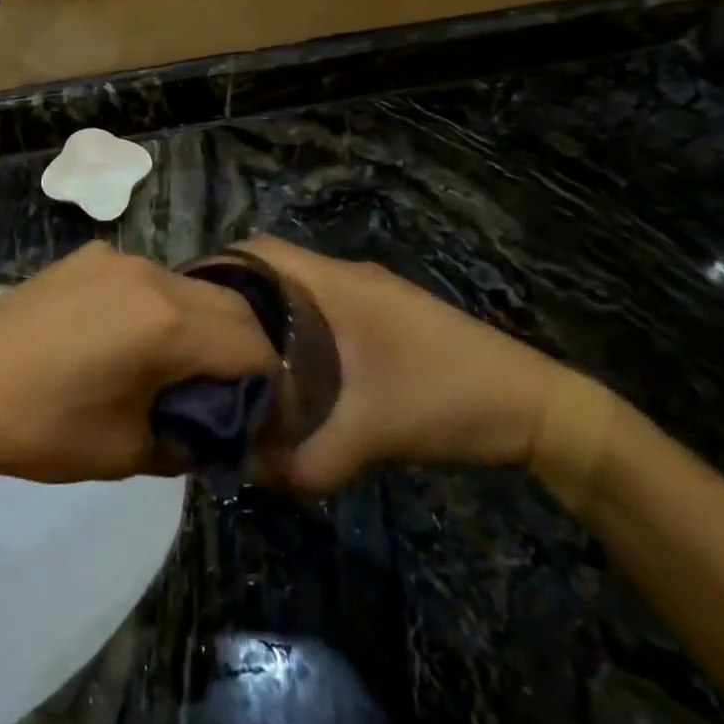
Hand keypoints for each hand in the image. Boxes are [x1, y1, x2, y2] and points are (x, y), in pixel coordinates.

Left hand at [0, 242, 280, 483]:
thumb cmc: (42, 426)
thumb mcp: (127, 449)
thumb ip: (189, 439)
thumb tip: (215, 431)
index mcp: (169, 323)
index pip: (253, 347)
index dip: (269, 386)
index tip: (261, 419)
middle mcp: (153, 275)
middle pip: (230, 308)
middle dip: (243, 351)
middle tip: (229, 396)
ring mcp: (117, 258)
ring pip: (190, 288)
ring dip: (203, 326)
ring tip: (181, 369)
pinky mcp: (88, 257)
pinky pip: (148, 279)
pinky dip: (162, 308)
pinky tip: (131, 341)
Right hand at [235, 236, 566, 492]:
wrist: (537, 407)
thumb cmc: (445, 400)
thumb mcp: (368, 437)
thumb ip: (303, 461)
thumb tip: (245, 474)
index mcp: (334, 284)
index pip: (258, 250)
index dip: (216, 267)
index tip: (186, 304)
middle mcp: (347, 275)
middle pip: (272, 266)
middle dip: (234, 295)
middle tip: (202, 338)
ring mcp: (370, 292)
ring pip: (299, 287)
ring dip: (267, 311)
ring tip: (233, 353)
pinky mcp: (386, 314)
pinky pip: (322, 305)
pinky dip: (297, 324)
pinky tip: (290, 366)